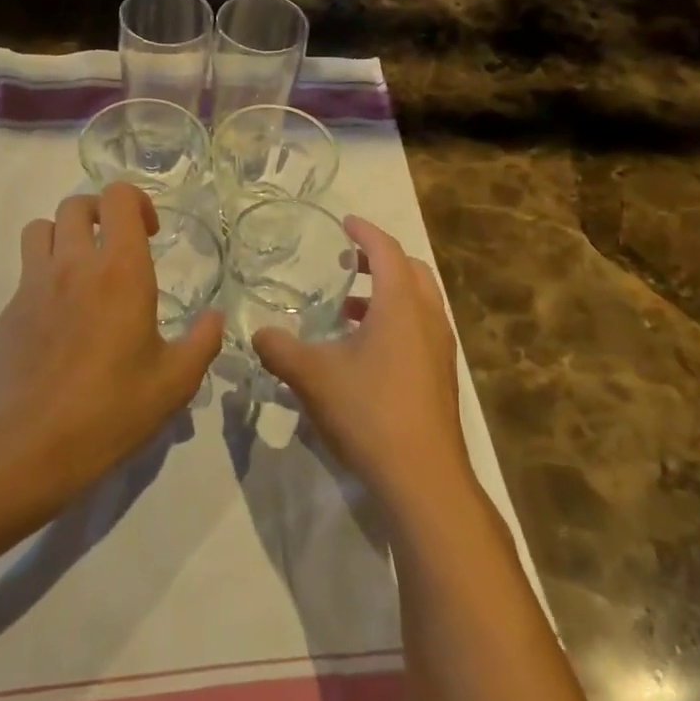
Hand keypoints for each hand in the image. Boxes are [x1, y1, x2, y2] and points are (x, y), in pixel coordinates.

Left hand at [0, 184, 221, 492]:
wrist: (33, 445)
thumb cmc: (113, 409)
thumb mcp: (176, 382)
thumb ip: (202, 341)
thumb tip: (215, 317)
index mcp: (120, 270)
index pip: (119, 198)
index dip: (136, 202)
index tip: (150, 234)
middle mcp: (74, 264)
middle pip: (76, 204)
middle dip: (99, 213)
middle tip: (116, 245)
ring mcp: (34, 284)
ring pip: (40, 228)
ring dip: (62, 235)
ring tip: (80, 267)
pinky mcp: (10, 310)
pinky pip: (26, 271)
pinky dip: (44, 275)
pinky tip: (59, 317)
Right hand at [252, 218, 472, 517]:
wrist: (423, 477)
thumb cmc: (369, 411)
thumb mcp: (313, 376)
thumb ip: (280, 349)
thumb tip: (258, 333)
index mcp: (401, 303)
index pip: (386, 250)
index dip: (364, 232)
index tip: (345, 223)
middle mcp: (428, 317)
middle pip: (410, 270)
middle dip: (379, 260)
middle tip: (346, 264)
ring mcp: (440, 349)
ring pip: (418, 302)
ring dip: (386, 294)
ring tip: (348, 310)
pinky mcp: (441, 376)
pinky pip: (420, 329)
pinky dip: (395, 322)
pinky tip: (364, 352)